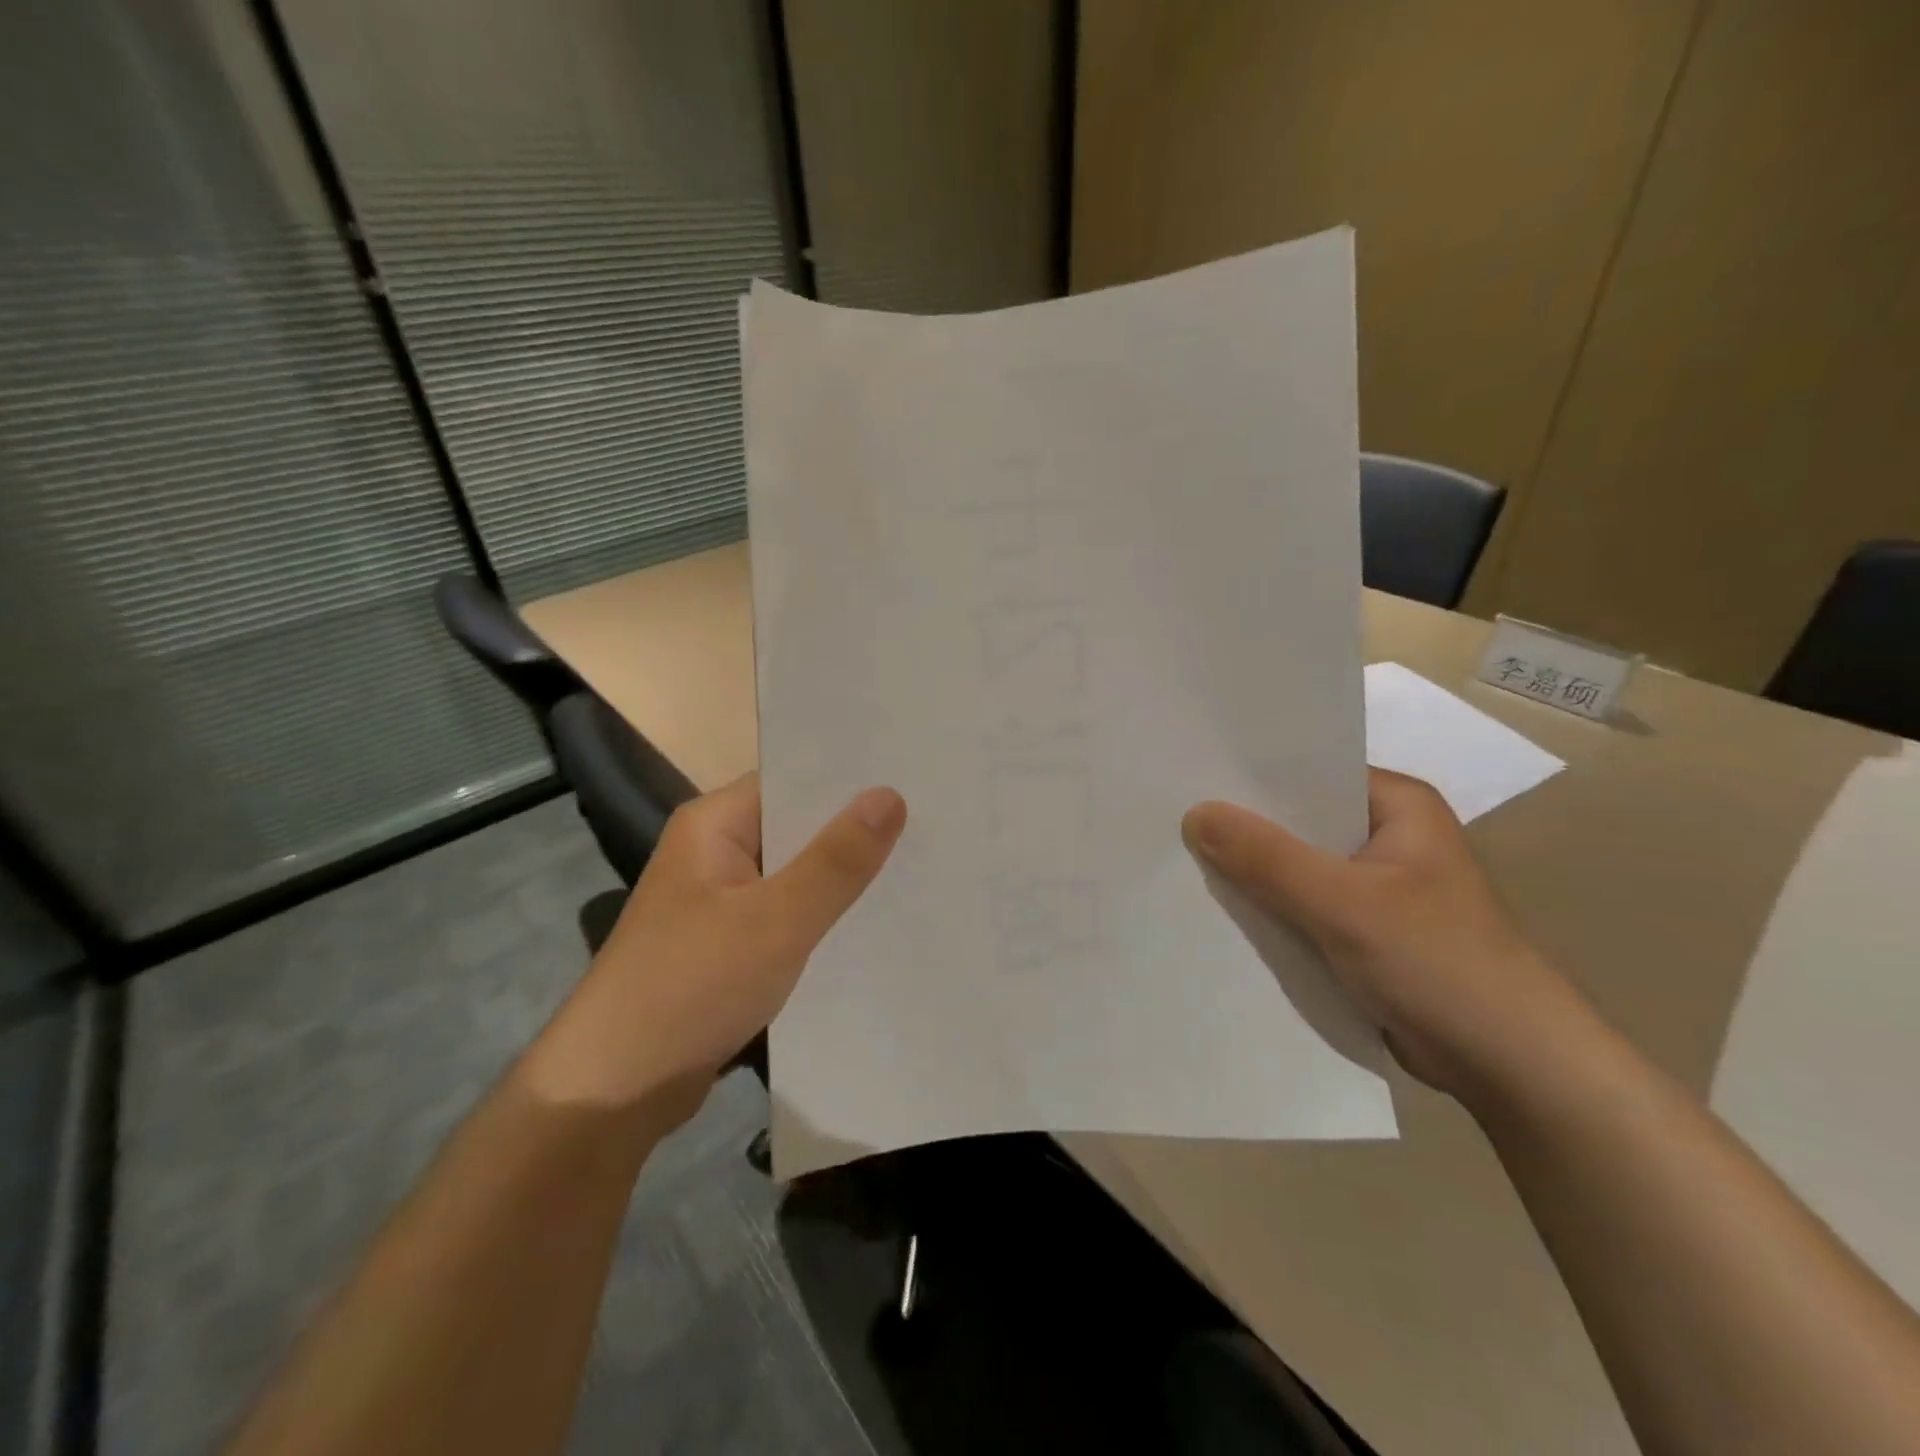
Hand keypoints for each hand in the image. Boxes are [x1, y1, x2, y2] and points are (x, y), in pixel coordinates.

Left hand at [520, 774, 905, 1122]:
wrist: (613, 1091)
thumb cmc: (691, 988)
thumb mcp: (776, 920)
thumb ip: (836, 859)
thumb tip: (890, 794)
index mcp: (714, 824)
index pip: (792, 779)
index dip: (850, 779)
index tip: (914, 775)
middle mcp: (714, 851)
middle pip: (797, 826)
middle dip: (856, 828)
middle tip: (932, 821)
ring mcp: (719, 900)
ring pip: (795, 873)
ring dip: (842, 875)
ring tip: (919, 864)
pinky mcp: (727, 944)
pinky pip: (786, 913)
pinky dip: (822, 914)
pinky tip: (873, 920)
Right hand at [1183, 768, 1579, 1097]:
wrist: (1511, 1067)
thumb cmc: (1440, 964)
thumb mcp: (1345, 904)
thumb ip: (1267, 858)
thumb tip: (1195, 813)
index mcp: (1396, 806)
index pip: (1308, 773)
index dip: (1249, 776)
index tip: (1187, 776)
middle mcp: (1384, 836)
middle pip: (1297, 821)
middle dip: (1241, 826)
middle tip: (1170, 817)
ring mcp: (1374, 887)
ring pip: (1295, 866)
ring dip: (1251, 872)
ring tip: (1179, 858)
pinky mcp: (1363, 931)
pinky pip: (1301, 906)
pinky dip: (1268, 909)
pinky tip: (1219, 910)